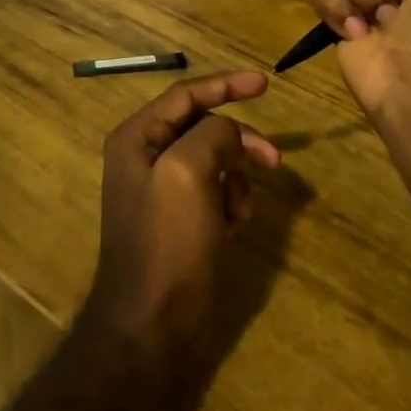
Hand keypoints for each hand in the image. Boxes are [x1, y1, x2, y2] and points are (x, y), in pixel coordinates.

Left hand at [81, 71, 280, 395]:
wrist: (151, 327)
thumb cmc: (166, 243)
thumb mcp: (188, 172)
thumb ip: (212, 134)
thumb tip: (229, 133)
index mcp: (137, 138)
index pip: (187, 95)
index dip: (226, 84)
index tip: (266, 83)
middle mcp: (145, 157)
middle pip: (204, 128)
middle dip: (239, 142)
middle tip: (274, 161)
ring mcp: (161, 191)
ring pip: (214, 161)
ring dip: (236, 179)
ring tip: (241, 210)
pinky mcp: (178, 221)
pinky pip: (214, 193)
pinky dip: (230, 203)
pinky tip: (234, 227)